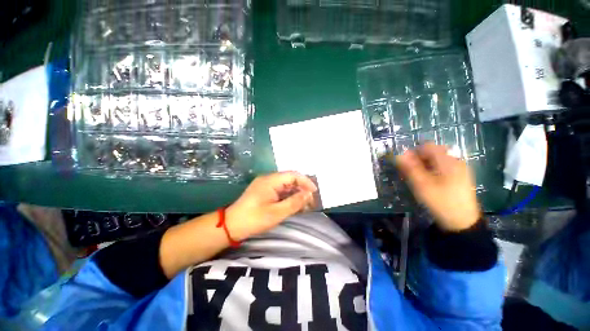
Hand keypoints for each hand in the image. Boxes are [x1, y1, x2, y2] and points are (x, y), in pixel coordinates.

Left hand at [226, 172, 317, 240]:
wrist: (231, 226)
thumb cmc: (254, 219)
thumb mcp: (276, 213)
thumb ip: (294, 202)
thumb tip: (308, 194)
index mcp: (271, 180)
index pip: (293, 175)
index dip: (305, 181)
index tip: (314, 192)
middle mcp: (269, 179)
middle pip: (290, 179)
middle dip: (302, 189)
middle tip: (310, 201)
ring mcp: (266, 185)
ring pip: (286, 186)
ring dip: (296, 193)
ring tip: (304, 205)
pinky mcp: (264, 191)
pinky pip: (280, 191)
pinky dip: (288, 197)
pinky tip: (294, 205)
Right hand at [395, 143, 480, 231]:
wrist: (462, 222)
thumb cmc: (440, 201)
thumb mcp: (421, 185)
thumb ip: (410, 168)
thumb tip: (399, 154)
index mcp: (448, 161)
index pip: (427, 146)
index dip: (413, 152)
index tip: (405, 164)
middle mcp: (455, 161)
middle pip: (432, 152)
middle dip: (418, 160)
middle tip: (410, 172)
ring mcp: (459, 169)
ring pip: (436, 160)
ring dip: (424, 165)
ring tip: (418, 178)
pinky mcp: (459, 177)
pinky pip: (442, 167)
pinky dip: (432, 170)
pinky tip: (428, 182)